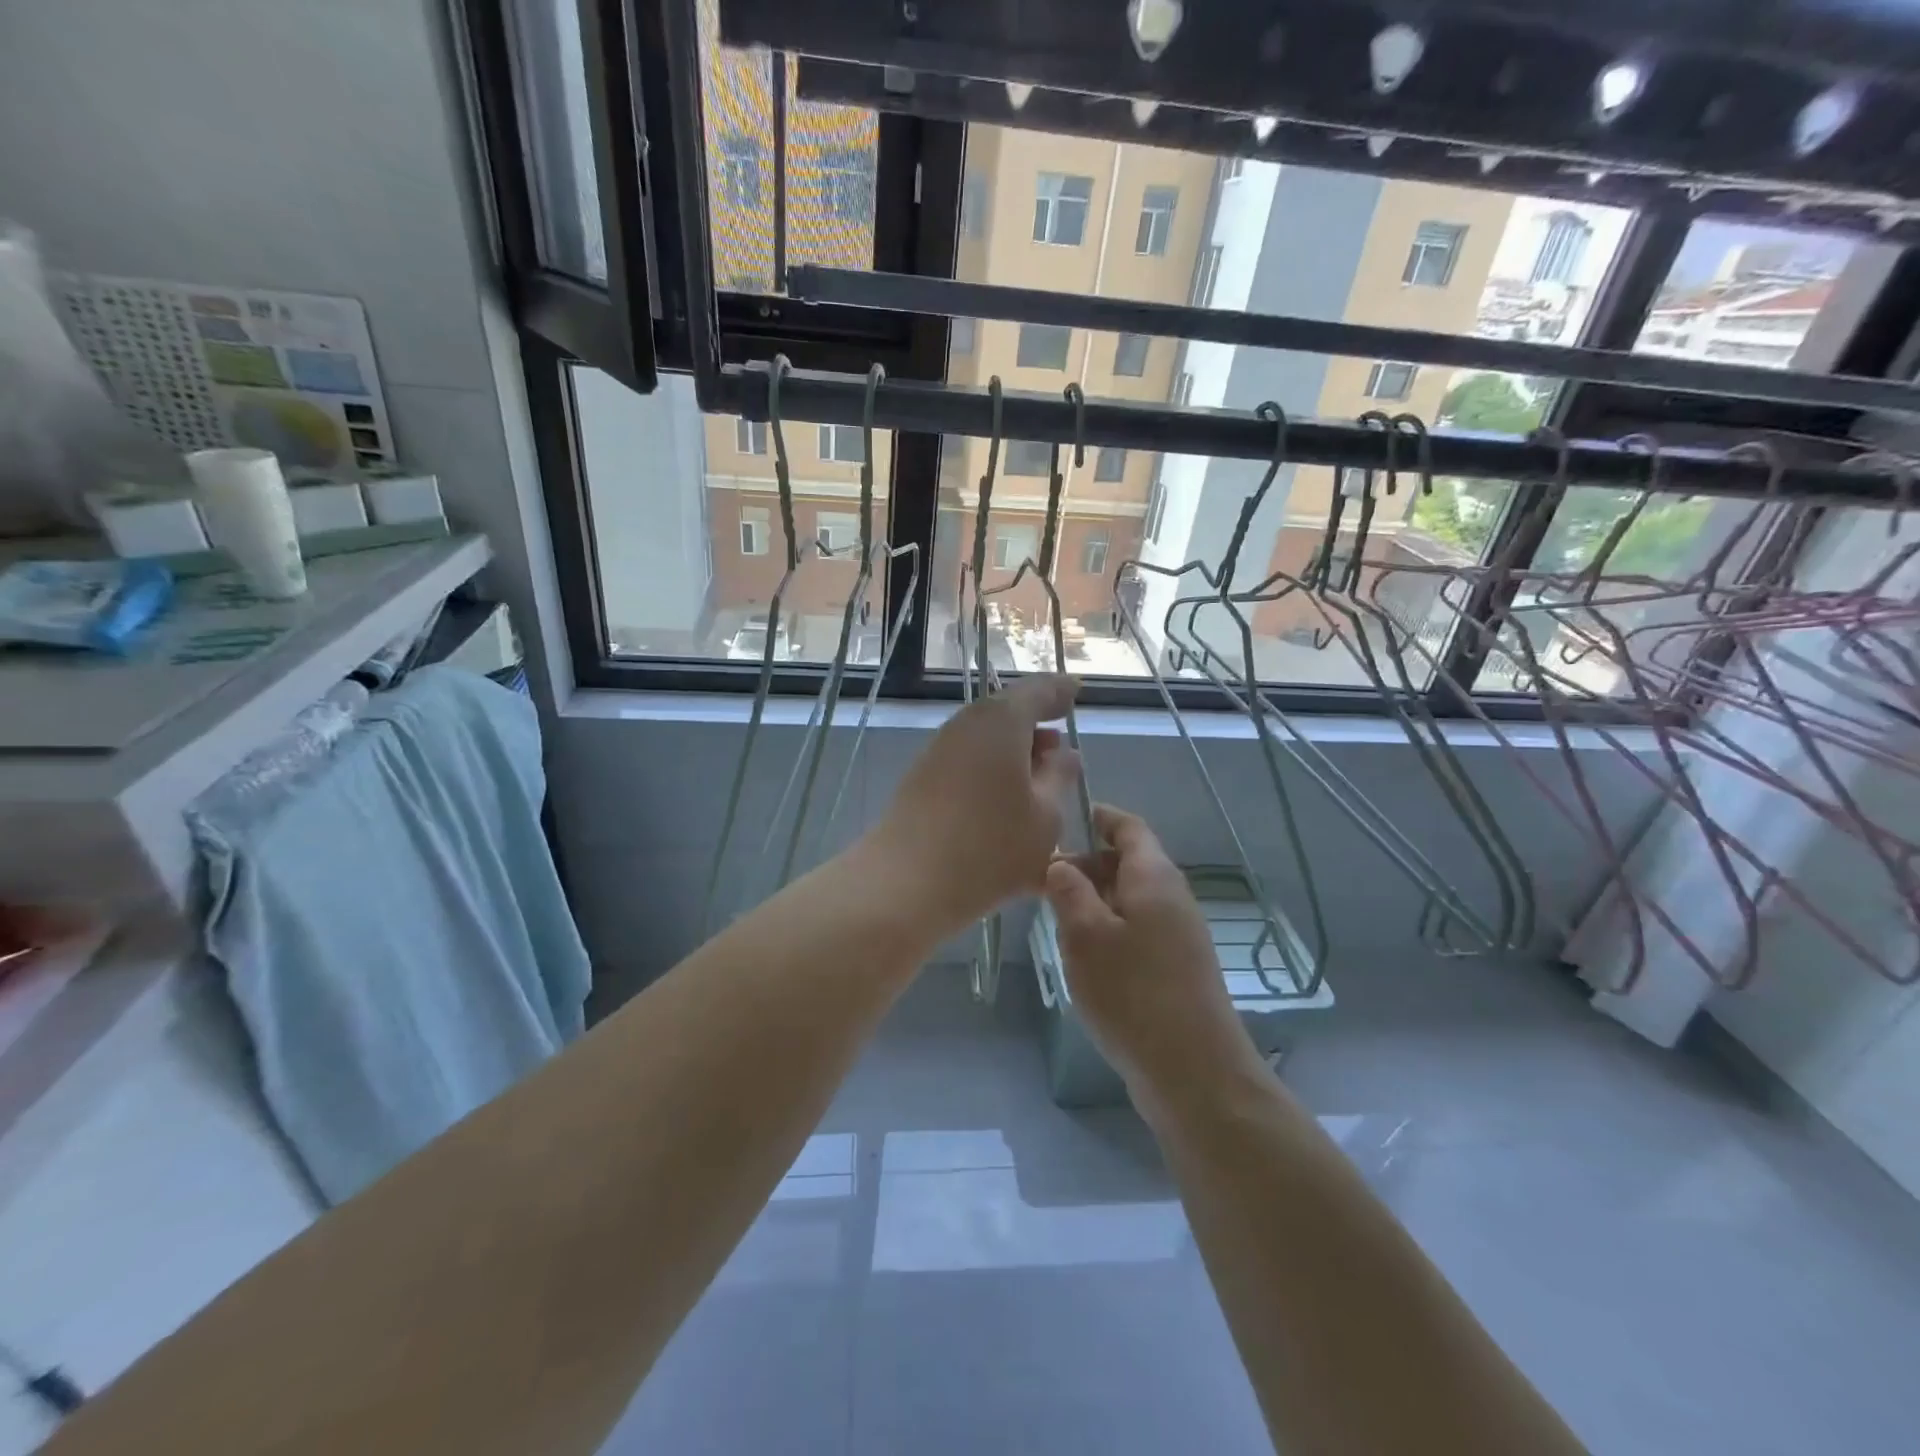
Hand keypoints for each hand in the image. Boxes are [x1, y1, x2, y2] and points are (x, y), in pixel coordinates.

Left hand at [867, 674, 1081, 935]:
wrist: (907, 882)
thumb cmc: (991, 847)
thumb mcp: (1046, 816)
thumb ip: (1059, 777)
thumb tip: (1063, 753)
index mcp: (1002, 721)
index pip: (1039, 690)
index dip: (1061, 692)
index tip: (1077, 692)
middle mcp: (967, 724)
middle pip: (1007, 714)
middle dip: (1036, 729)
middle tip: (1061, 750)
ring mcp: (940, 750)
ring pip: (986, 740)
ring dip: (1014, 755)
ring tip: (1038, 784)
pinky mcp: (923, 778)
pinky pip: (969, 763)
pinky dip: (992, 774)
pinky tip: (1006, 805)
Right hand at [1044, 806, 1262, 1099]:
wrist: (1194, 1071)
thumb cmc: (1133, 993)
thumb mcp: (1086, 935)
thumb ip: (1069, 891)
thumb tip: (1060, 863)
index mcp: (1154, 877)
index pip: (1129, 827)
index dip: (1098, 817)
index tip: (1062, 821)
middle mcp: (1172, 897)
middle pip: (1128, 862)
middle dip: (1086, 865)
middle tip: (1043, 884)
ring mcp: (1179, 934)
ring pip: (1130, 899)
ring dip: (1094, 901)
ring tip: (1057, 921)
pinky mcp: (1177, 967)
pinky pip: (1138, 929)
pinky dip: (1109, 929)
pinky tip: (1085, 958)